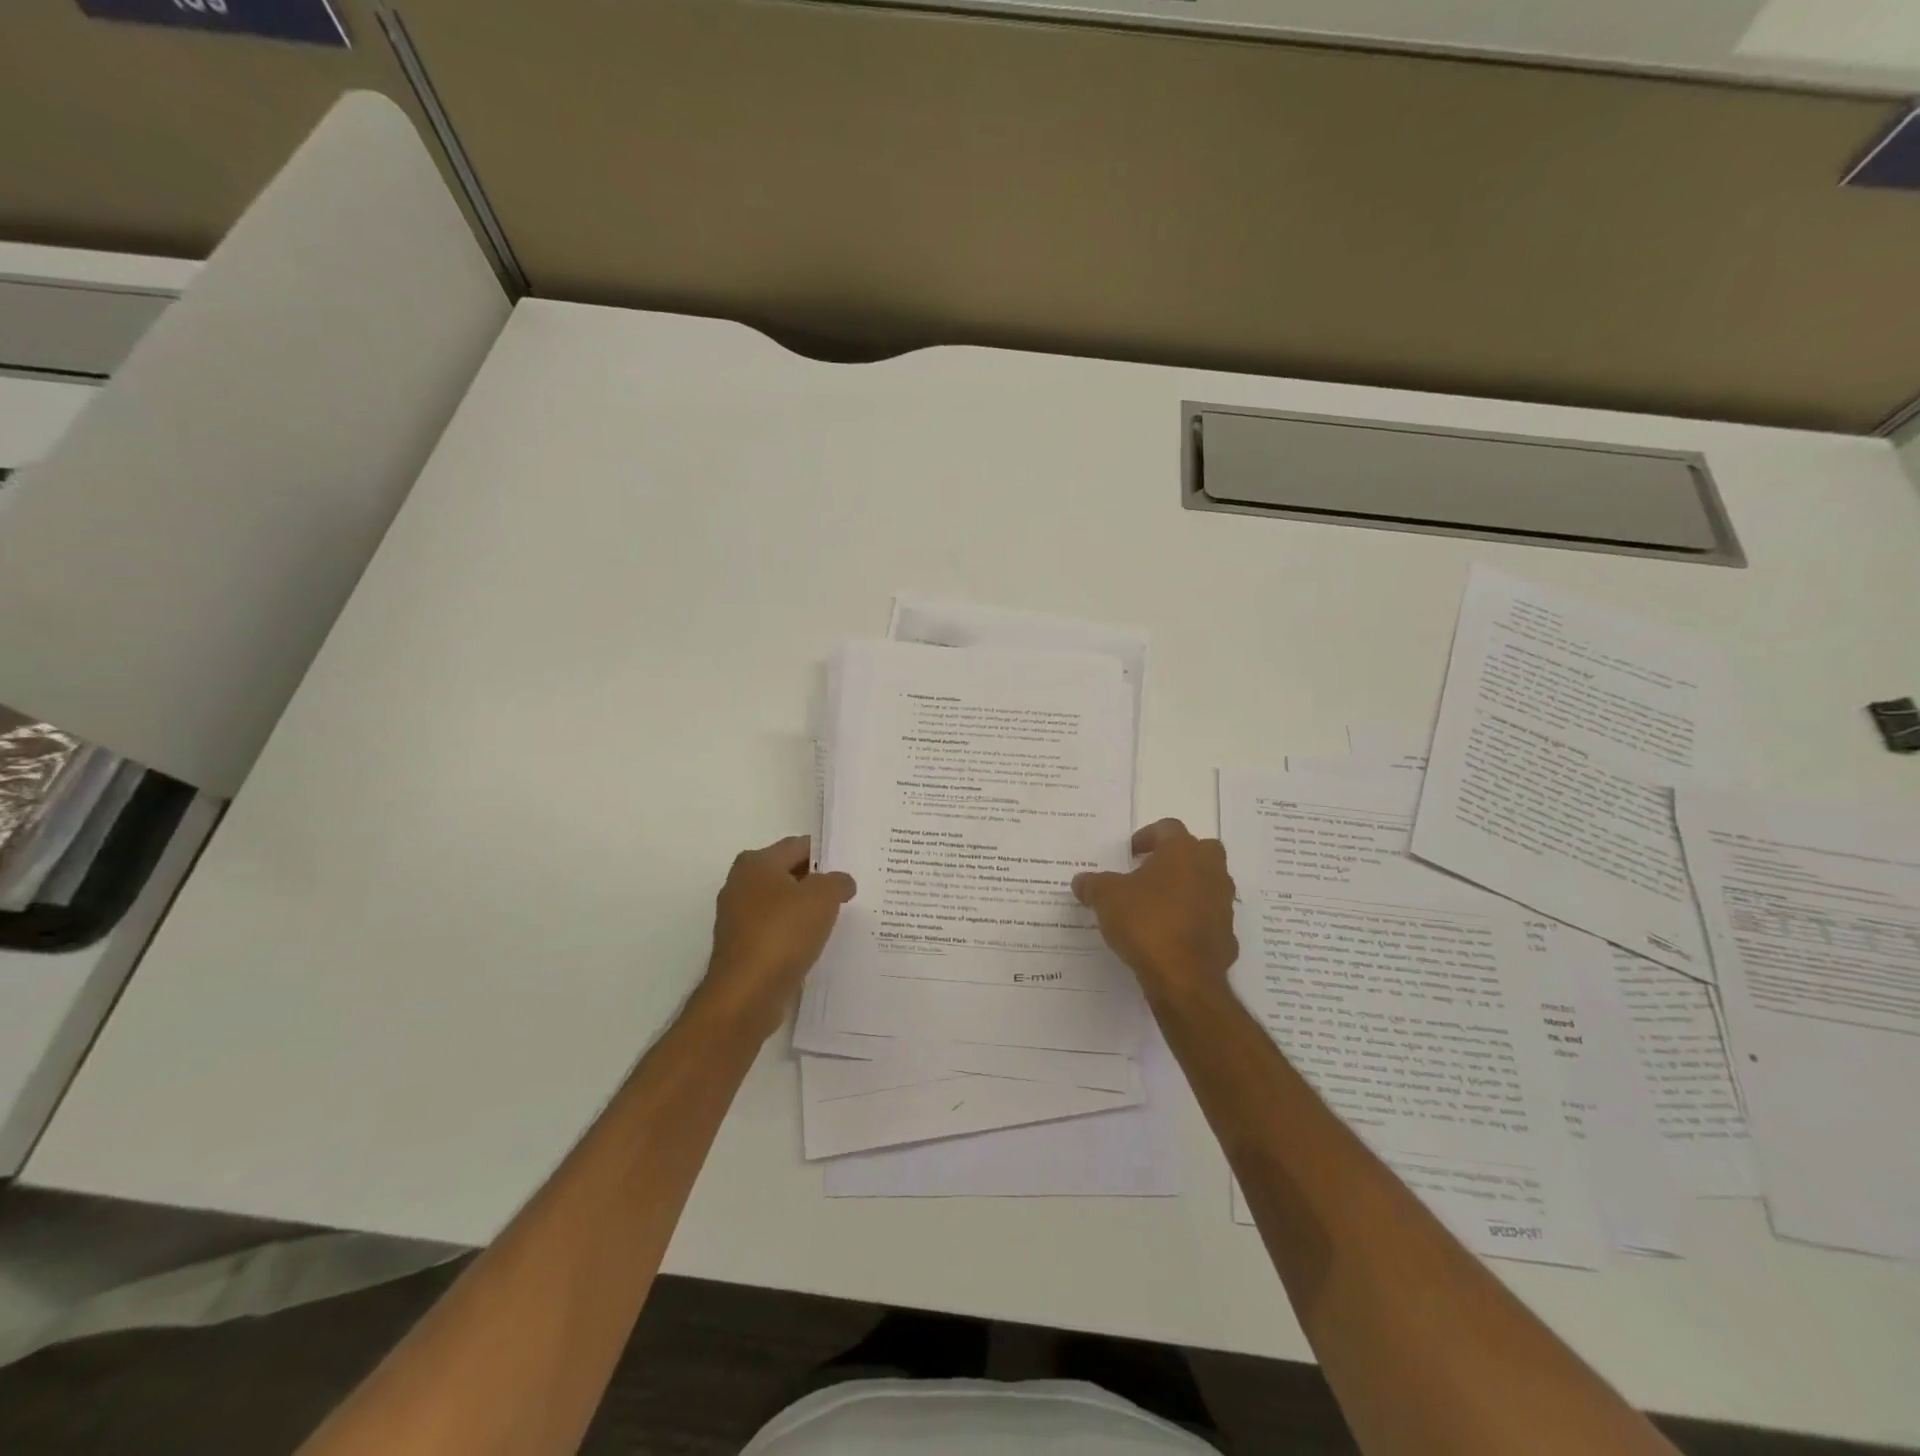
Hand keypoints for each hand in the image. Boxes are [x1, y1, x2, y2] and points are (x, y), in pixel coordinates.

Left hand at [696, 836, 855, 1040]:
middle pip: (788, 874)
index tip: (851, 866)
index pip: (798, 846)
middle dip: (817, 882)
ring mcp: (738, 918)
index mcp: (756, 863)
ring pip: (782, 905)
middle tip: (848, 892)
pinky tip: (815, 945)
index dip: (827, 854)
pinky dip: (794, 935)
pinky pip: (776, 931)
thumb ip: (837, 881)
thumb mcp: (823, 897)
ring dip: (806, 911)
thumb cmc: (783, 933)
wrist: (746, 994)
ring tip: (837, 920)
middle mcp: (741, 885)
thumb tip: (841, 883)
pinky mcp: (742, 947)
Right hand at [1072, 819, 1237, 1000]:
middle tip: (1151, 872)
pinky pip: (1210, 919)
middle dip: (1177, 858)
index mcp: (1183, 851)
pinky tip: (1172, 936)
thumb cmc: (1145, 922)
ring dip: (1188, 889)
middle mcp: (1210, 870)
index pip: (1168, 828)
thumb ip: (1093, 884)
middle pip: (1200, 850)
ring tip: (1159, 906)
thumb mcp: (1106, 898)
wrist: (1182, 976)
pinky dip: (1194, 922)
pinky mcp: (1227, 936)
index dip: (1147, 837)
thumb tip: (1082, 881)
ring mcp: (1223, 904)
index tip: (1130, 853)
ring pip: (1208, 884)